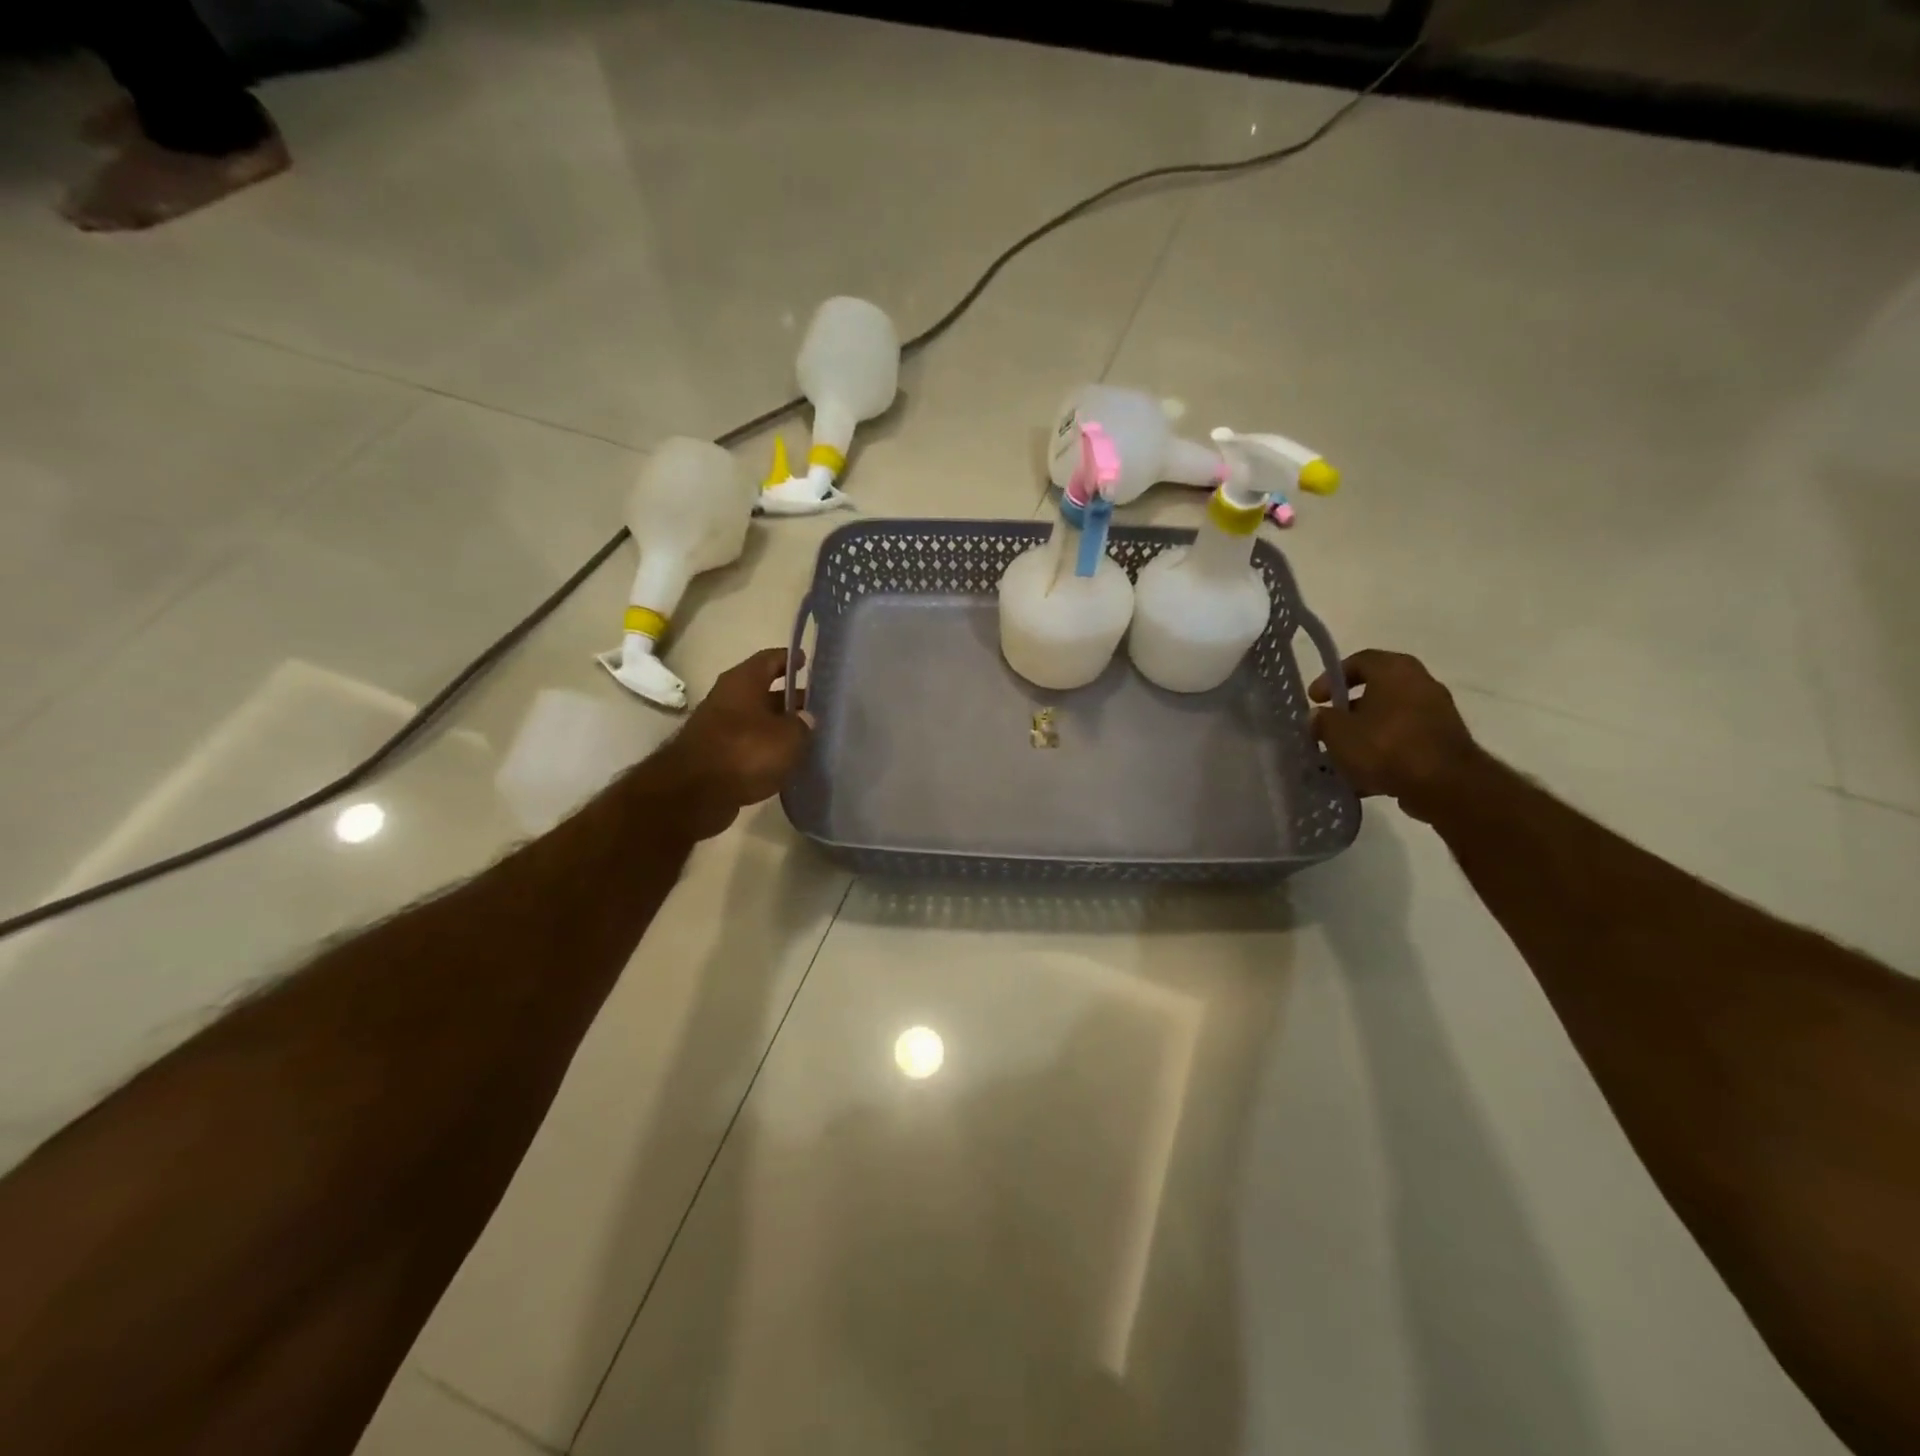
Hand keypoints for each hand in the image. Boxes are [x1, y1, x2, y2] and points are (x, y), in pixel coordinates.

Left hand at [659, 647, 813, 838]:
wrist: (694, 794)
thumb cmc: (745, 752)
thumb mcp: (788, 737)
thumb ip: (802, 725)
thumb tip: (805, 719)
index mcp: (743, 681)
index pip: (769, 659)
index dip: (789, 659)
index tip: (807, 663)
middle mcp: (727, 698)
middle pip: (763, 691)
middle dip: (788, 698)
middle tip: (815, 707)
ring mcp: (718, 727)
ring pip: (755, 720)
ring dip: (777, 726)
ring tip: (805, 736)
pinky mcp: (715, 755)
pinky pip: (747, 744)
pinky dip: (764, 748)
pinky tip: (784, 760)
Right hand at [1309, 650, 1480, 822]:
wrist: (1445, 785)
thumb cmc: (1385, 747)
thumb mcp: (1338, 733)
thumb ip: (1322, 721)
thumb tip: (1319, 716)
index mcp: (1394, 669)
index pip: (1358, 661)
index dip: (1330, 678)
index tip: (1315, 700)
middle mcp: (1420, 683)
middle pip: (1376, 690)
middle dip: (1348, 710)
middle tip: (1328, 728)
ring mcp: (1437, 712)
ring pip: (1390, 718)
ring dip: (1365, 734)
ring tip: (1343, 758)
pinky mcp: (1444, 741)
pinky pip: (1405, 740)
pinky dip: (1385, 752)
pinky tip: (1366, 777)